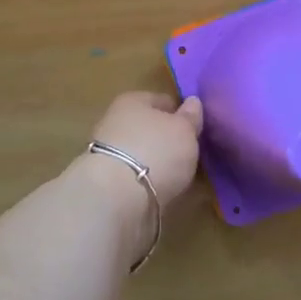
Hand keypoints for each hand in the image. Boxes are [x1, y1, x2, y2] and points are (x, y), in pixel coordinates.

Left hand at [86, 91, 202, 208]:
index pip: (162, 100)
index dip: (180, 113)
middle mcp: (115, 121)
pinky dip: (146, 181)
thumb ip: (190, 117)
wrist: (115, 199)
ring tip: (177, 175)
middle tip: (188, 152)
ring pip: (140, 152)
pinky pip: (133, 176)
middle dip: (166, 138)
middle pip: (148, 127)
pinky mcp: (105, 183)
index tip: (195, 128)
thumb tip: (192, 102)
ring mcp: (107, 154)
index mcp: (133, 100)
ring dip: (155, 161)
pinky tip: (160, 190)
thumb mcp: (184, 130)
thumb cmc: (156, 151)